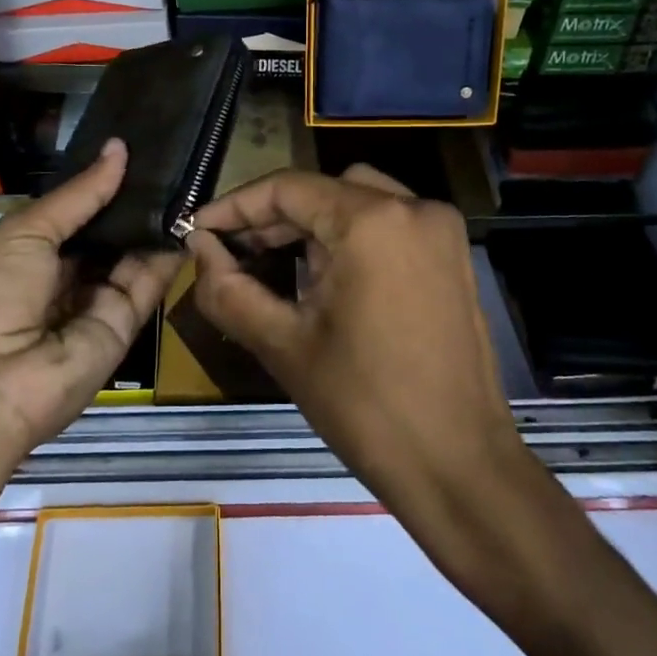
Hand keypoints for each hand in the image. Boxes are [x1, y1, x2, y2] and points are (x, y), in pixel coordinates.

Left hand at [0, 139, 182, 471]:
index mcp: (28, 255)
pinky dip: (167, 254)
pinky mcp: (123, 327)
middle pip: (106, 236)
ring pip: (131, 257)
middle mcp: (63, 278)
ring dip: (154, 224)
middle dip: (132, 202)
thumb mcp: (26, 232)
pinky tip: (189, 217)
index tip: (135, 149)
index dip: (100, 186)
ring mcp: (94, 304)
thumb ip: (79, 195)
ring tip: (186, 179)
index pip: (74, 214)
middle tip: (170, 161)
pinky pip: (147, 284)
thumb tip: (119, 148)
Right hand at [188, 166, 528, 529]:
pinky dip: (348, 237)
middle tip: (229, 252)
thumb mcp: (283, 345)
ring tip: (269, 264)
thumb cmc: (366, 407)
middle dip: (272, 217)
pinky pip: (388, 225)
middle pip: (324, 190)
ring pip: (357, 202)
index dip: (235, 206)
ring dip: (310, 225)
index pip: (288, 188)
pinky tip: (320, 277)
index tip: (197, 231)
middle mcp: (413, 207)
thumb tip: (198, 249)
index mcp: (372, 221)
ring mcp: (440, 230)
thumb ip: (228, 288)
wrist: (459, 467)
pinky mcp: (452, 256)